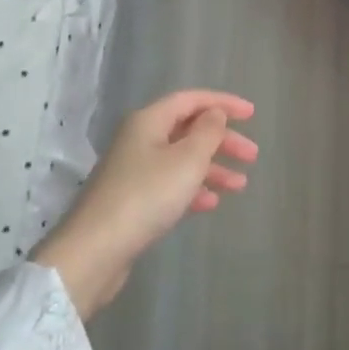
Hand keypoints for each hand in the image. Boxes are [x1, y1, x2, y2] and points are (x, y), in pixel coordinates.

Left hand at [34, 90, 258, 318]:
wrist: (96, 250)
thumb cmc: (147, 196)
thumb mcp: (187, 160)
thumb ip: (208, 131)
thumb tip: (214, 113)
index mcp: (149, 121)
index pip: (191, 100)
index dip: (223, 103)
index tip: (252, 115)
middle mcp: (140, 140)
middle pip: (188, 130)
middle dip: (222, 140)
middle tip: (252, 156)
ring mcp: (134, 170)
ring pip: (181, 159)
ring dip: (212, 168)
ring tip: (240, 185)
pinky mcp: (132, 200)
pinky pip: (170, 184)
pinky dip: (193, 189)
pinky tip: (211, 203)